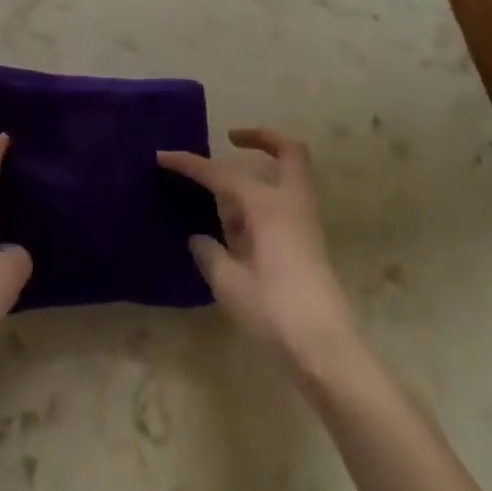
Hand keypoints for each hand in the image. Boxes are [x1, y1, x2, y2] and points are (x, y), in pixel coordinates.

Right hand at [158, 128, 358, 371]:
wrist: (328, 352)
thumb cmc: (276, 312)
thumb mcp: (230, 285)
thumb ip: (210, 254)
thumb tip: (200, 239)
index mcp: (266, 205)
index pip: (220, 174)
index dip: (189, 164)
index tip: (163, 156)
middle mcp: (289, 203)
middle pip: (288, 151)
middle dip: (261, 138)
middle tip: (232, 139)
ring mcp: (305, 222)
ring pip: (287, 177)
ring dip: (260, 174)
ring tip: (224, 201)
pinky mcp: (310, 244)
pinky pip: (285, 203)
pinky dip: (264, 200)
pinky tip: (239, 229)